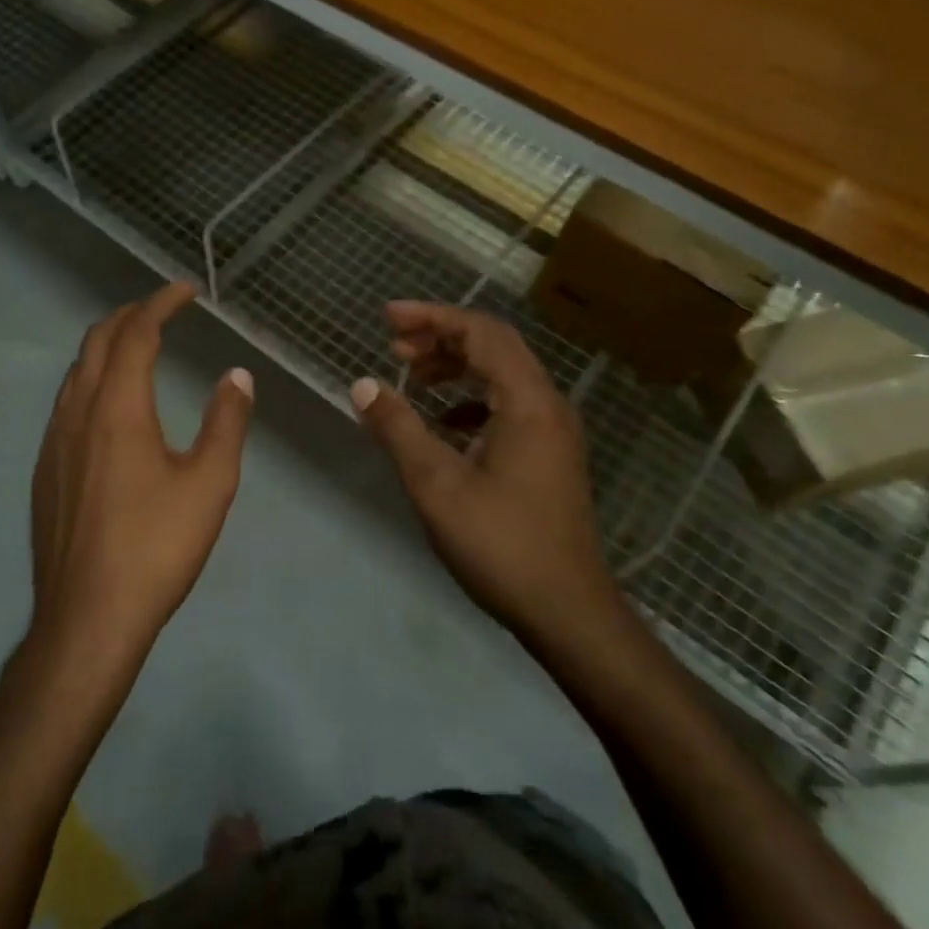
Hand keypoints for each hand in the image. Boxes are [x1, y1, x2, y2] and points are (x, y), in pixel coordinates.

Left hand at [29, 281, 253, 664]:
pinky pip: (66, 404)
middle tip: (161, 310)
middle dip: (128, 316)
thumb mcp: (209, 483)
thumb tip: (237, 375)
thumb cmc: (155, 547)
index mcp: (117, 408)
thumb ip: (226, 421)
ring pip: (76, 373)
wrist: (87, 618)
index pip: (136, 334)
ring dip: (106, 347)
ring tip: (136, 348)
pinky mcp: (45, 471)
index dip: (160, 304)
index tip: (184, 290)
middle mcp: (77, 413)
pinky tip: (109, 409)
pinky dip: (91, 381)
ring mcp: (54, 442)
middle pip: (96, 342)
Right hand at [351, 302, 614, 639]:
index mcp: (528, 400)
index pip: (480, 332)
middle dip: (441, 337)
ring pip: (502, 375)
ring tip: (412, 377)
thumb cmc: (500, 543)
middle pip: (494, 346)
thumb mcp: (435, 484)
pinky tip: (442, 424)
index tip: (387, 318)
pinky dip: (471, 400)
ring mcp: (554, 431)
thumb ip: (397, 428)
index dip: (431, 317)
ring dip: (456, 367)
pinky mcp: (550, 455)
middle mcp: (548, 404)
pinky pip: (509, 406)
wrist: (567, 611)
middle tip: (394, 345)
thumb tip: (362, 385)